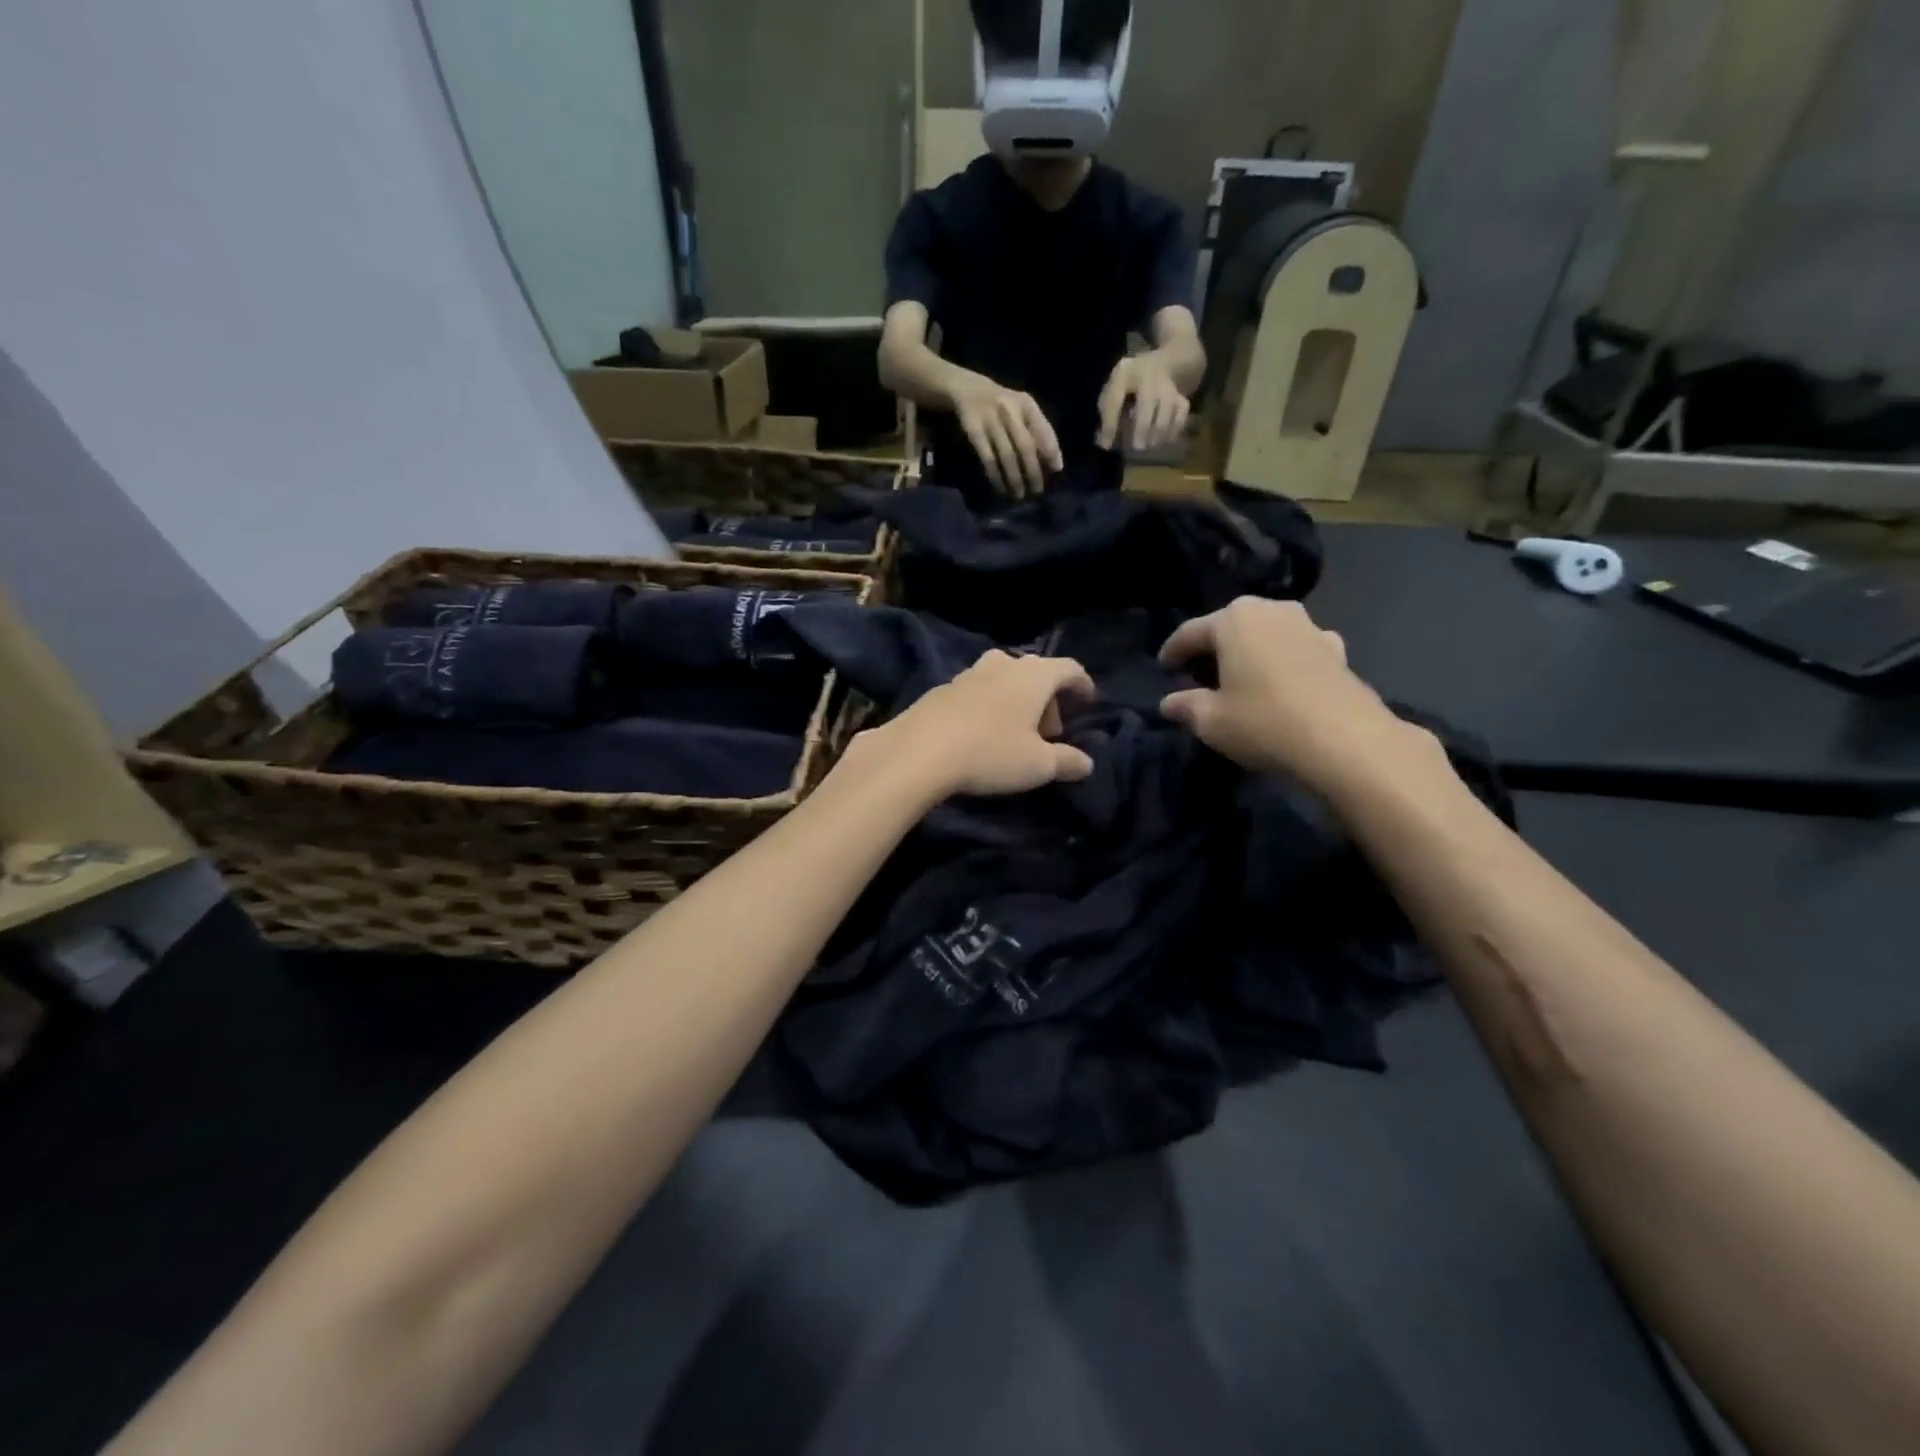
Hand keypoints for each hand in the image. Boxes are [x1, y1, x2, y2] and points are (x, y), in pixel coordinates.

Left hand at [875, 650, 1096, 796]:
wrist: (918, 752)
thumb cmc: (990, 753)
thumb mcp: (1037, 766)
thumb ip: (1067, 761)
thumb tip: (1086, 763)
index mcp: (1033, 676)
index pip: (1069, 668)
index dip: (1083, 683)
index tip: (1088, 701)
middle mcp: (1002, 664)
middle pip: (1035, 672)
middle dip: (1048, 699)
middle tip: (1048, 733)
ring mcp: (968, 673)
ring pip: (1003, 678)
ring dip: (1015, 700)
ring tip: (1014, 731)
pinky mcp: (941, 689)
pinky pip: (976, 691)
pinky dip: (988, 705)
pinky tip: (980, 733)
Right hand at [953, 378, 1063, 497]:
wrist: (969, 390)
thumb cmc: (1005, 407)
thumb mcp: (1023, 409)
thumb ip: (1038, 431)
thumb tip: (1055, 465)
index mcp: (1027, 405)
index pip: (1043, 430)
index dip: (1051, 452)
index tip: (1056, 471)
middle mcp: (1010, 411)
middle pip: (1025, 446)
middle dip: (1033, 471)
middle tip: (1037, 491)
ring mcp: (991, 421)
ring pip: (1007, 455)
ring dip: (1014, 478)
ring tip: (1019, 495)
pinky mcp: (975, 432)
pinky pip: (988, 459)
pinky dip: (996, 476)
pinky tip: (1001, 489)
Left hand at [1097, 354, 1190, 452]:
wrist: (1160, 365)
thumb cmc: (1129, 383)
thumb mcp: (1113, 390)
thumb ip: (1107, 413)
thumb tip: (1104, 442)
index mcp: (1124, 374)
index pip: (1114, 400)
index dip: (1110, 425)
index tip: (1105, 446)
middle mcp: (1148, 377)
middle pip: (1146, 405)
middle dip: (1141, 430)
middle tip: (1137, 448)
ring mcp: (1167, 386)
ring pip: (1166, 411)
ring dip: (1158, 433)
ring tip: (1150, 444)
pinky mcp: (1181, 396)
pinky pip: (1181, 414)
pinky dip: (1174, 430)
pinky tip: (1165, 440)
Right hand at [1158, 598, 1421, 790]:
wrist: (1346, 741)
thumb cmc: (1264, 722)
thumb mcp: (1211, 721)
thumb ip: (1185, 706)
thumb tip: (1169, 703)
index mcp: (1234, 619)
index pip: (1191, 632)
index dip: (1173, 651)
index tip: (1163, 668)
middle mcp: (1271, 611)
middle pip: (1231, 626)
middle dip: (1213, 647)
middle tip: (1197, 672)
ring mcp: (1309, 626)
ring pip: (1266, 634)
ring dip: (1250, 652)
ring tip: (1239, 677)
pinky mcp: (1337, 650)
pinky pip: (1296, 649)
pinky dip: (1282, 661)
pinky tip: (1281, 681)